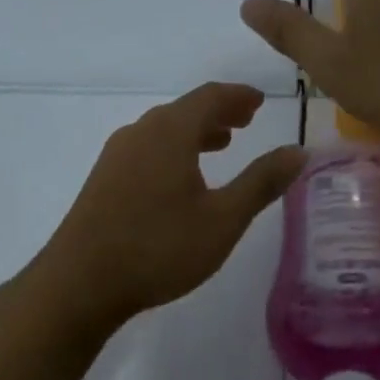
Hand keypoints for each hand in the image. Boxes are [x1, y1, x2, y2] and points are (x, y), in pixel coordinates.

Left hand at [36, 82, 304, 328]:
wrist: (79, 284)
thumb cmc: (159, 248)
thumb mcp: (223, 219)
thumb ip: (262, 182)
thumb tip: (299, 151)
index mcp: (170, 132)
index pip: (210, 96)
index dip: (239, 96)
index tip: (259, 100)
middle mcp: (141, 132)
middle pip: (185, 110)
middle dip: (219, 112)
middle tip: (246, 120)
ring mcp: (117, 155)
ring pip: (164, 130)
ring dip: (196, 131)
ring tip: (220, 144)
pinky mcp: (103, 179)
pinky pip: (147, 148)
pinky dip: (174, 148)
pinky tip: (181, 177)